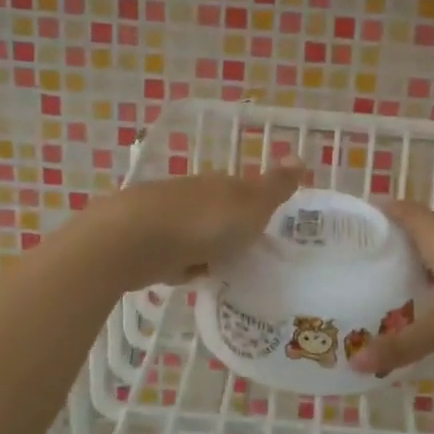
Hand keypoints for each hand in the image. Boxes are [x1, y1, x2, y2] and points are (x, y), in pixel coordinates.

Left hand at [93, 158, 306, 291]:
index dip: (253, 208)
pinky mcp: (140, 240)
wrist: (133, 239)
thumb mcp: (251, 205)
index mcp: (219, 184)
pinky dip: (177, 263)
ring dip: (201, 249)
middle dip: (225, 231)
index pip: (241, 190)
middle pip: (214, 211)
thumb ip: (275, 186)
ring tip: (214, 272)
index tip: (262, 231)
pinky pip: (169, 252)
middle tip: (241, 256)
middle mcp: (190, 193)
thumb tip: (300, 156)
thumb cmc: (202, 223)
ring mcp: (162, 215)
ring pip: (191, 232)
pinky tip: (181, 278)